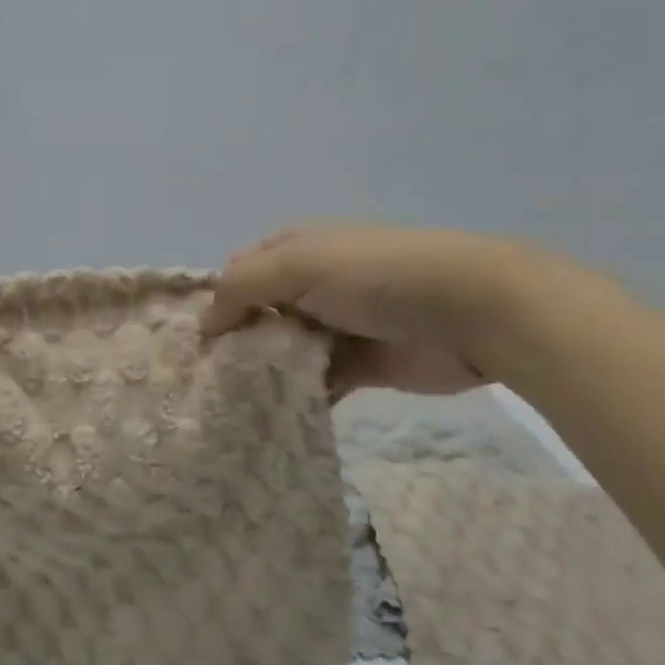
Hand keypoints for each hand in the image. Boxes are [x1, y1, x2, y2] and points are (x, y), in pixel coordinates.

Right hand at [201, 222, 536, 396]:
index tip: (195, 340)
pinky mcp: (359, 366)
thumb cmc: (374, 276)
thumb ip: (241, 287)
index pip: (241, 271)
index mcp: (297, 248)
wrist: (468, 312)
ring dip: (262, 373)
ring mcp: (336, 326)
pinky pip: (315, 383)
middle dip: (235, 342)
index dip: (217, 300)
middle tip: (207, 379)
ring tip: (230, 403)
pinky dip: (295, 397)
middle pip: (259, 314)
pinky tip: (270, 416)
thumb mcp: (296, 264)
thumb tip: (205, 324)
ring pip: (283, 351)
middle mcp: (312, 284)